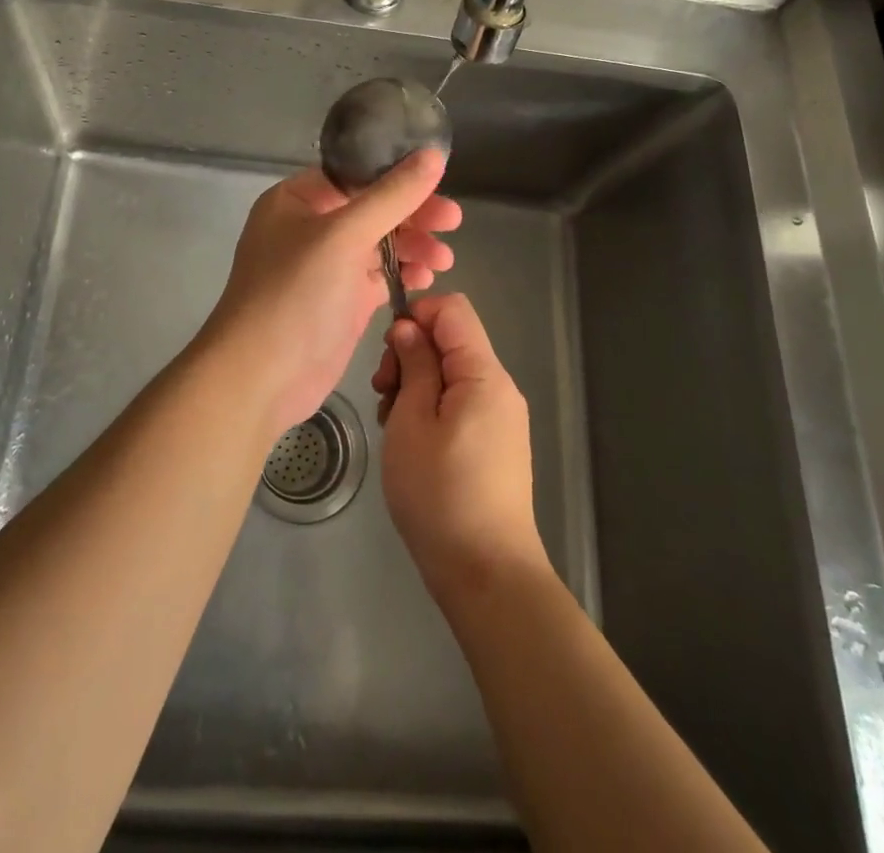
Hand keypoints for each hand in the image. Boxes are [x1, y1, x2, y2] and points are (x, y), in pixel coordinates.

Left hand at [200, 149, 459, 435]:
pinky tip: (426, 279)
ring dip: (413, 246)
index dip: (397, 175)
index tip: (440, 181)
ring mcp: (326, 266)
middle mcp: (310, 227)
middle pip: (372, 208)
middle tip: (453, 222)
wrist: (262, 376)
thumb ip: (392, 196)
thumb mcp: (344, 235)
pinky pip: (379, 275)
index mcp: (296, 200)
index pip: (354, 174)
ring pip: (379, 242)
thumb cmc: (296, 294)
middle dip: (413, 215)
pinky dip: (403, 274)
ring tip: (444, 260)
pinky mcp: (342, 300)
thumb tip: (433, 155)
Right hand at [375, 293, 549, 600]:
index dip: (416, 315)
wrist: (486, 574)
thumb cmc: (440, 493)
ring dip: (416, 385)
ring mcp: (500, 417)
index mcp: (484, 374)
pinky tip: (410, 443)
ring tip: (393, 425)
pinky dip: (430, 408)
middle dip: (411, 354)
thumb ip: (414, 365)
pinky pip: (459, 403)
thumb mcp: (412, 421)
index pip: (453, 309)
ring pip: (451, 373)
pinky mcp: (495, 443)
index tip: (389, 352)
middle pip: (451, 340)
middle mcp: (499, 388)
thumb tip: (409, 329)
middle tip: (383, 394)